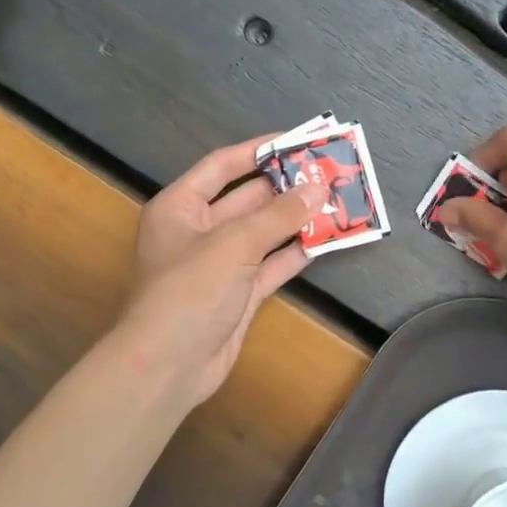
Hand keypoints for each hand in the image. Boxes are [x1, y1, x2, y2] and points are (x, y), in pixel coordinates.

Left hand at [116, 136, 327, 407]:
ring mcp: (221, 264)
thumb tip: (318, 188)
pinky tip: (327, 240)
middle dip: (287, 187)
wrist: (169, 365)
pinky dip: (297, 253)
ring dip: (297, 220)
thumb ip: (278, 215)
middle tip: (328, 173)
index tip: (297, 141)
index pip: (222, 166)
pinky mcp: (240, 293)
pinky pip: (273, 265)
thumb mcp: (233, 244)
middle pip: (248, 199)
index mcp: (181, 207)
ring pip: (265, 233)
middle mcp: (200, 230)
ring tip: (337, 202)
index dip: (258, 151)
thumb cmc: (189, 291)